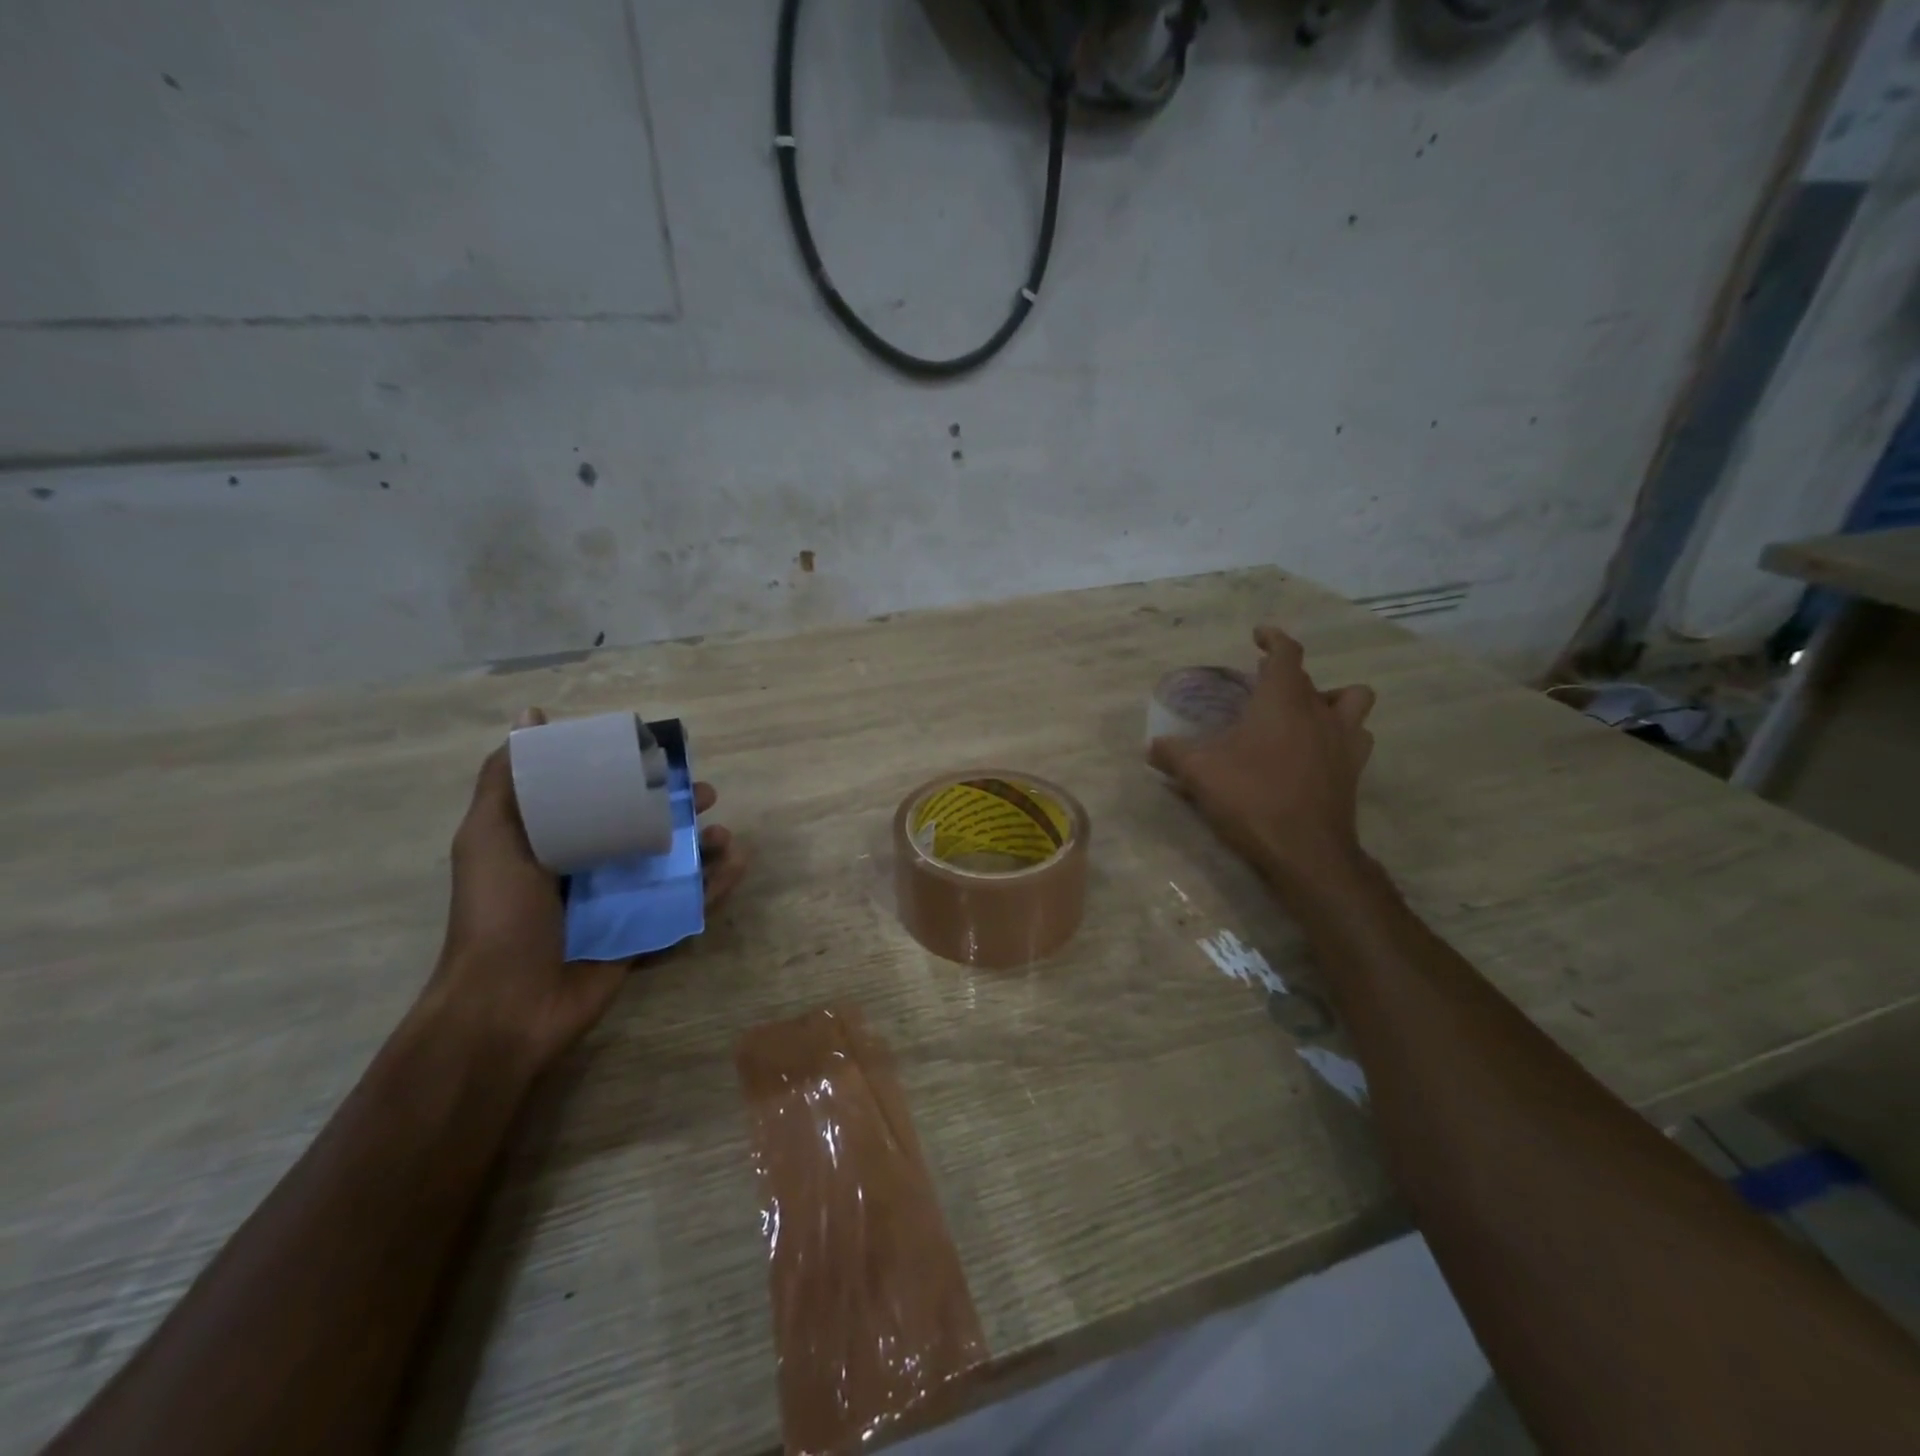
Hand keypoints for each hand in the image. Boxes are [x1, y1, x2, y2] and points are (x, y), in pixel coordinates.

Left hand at [422, 708, 749, 1071]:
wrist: (506, 1006)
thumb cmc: (499, 915)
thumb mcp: (490, 838)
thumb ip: (507, 782)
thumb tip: (531, 714)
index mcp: (555, 841)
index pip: (602, 796)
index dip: (635, 775)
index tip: (662, 758)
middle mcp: (590, 868)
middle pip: (645, 827)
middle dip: (679, 808)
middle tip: (706, 795)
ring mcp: (619, 904)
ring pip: (671, 865)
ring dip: (703, 846)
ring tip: (724, 836)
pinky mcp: (642, 935)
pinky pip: (684, 905)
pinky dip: (714, 886)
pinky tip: (736, 866)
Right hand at [1148, 625, 1376, 890]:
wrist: (1304, 850)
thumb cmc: (1250, 797)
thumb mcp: (1198, 772)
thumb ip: (1172, 753)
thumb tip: (1150, 747)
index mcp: (1283, 700)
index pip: (1287, 653)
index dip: (1273, 639)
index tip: (1258, 636)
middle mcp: (1319, 712)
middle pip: (1314, 678)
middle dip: (1290, 676)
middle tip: (1265, 689)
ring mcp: (1344, 741)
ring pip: (1353, 702)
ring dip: (1331, 701)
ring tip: (1304, 716)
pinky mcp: (1353, 771)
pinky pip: (1356, 739)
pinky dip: (1340, 736)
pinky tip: (1317, 753)